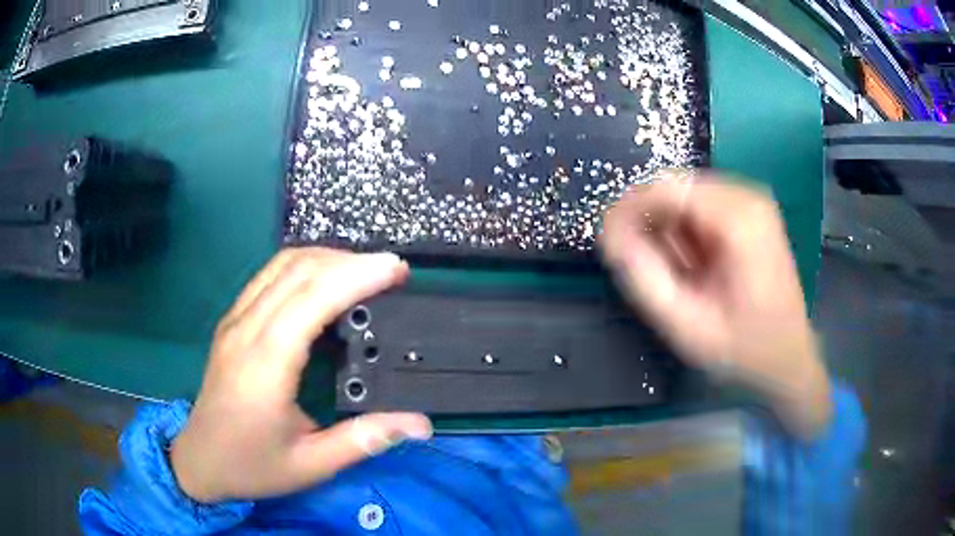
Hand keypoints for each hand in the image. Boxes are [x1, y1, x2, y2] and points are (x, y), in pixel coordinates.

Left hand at [170, 248, 432, 502]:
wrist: (199, 461)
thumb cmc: (252, 466)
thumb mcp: (311, 464)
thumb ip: (364, 439)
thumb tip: (420, 423)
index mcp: (266, 364)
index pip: (312, 298)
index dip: (356, 276)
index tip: (396, 270)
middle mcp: (247, 330)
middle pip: (298, 270)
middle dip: (350, 260)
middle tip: (392, 271)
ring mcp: (235, 320)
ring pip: (281, 265)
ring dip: (326, 258)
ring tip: (364, 271)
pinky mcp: (232, 321)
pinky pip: (268, 276)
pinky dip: (303, 266)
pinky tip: (324, 280)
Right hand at [600, 174, 830, 438]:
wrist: (789, 357)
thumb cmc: (743, 349)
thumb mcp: (687, 325)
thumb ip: (644, 278)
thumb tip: (608, 233)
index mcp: (739, 218)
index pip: (665, 187)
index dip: (629, 210)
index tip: (609, 243)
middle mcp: (748, 195)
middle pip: (675, 188)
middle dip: (651, 224)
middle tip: (645, 269)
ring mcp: (753, 200)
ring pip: (685, 195)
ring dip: (669, 230)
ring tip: (675, 274)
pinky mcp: (751, 210)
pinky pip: (702, 205)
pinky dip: (687, 231)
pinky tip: (694, 265)